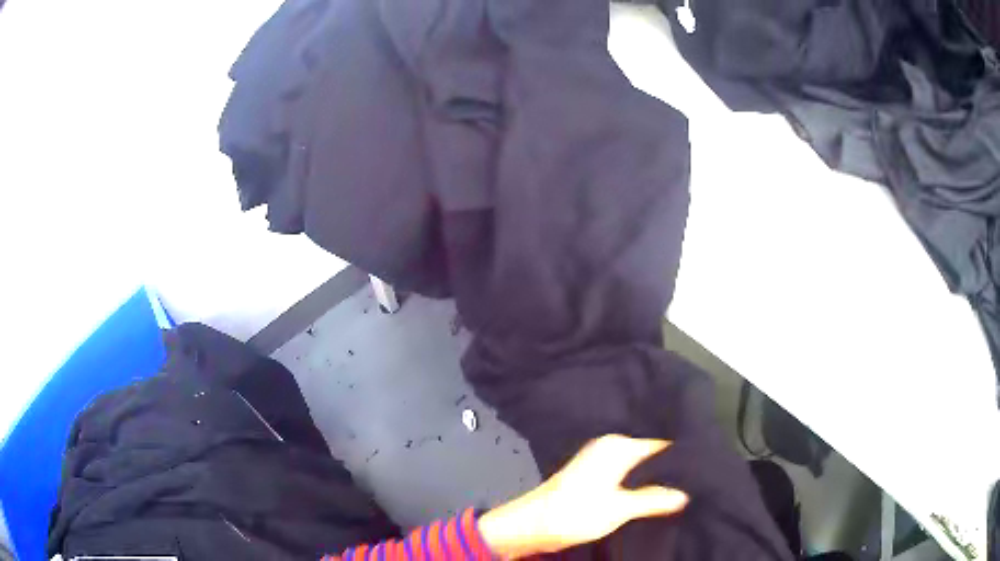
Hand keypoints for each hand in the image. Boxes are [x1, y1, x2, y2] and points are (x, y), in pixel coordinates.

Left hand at [479, 435, 688, 558]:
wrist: (530, 526)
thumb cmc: (574, 512)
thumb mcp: (619, 508)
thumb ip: (653, 499)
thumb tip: (685, 493)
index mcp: (617, 446)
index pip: (661, 445)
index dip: (682, 457)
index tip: (704, 468)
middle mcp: (610, 447)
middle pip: (651, 455)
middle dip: (670, 468)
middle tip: (698, 481)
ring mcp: (600, 462)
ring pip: (639, 468)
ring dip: (655, 478)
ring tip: (684, 488)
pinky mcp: (594, 477)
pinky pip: (627, 476)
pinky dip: (640, 484)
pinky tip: (655, 496)